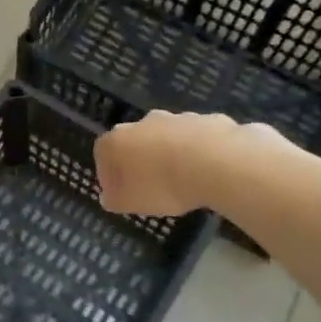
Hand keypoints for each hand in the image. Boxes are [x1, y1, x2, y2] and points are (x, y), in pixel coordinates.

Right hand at [96, 111, 280, 216]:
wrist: (217, 162)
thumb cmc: (163, 184)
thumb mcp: (131, 202)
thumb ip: (115, 200)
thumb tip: (109, 197)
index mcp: (119, 140)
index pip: (103, 153)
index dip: (108, 173)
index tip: (118, 192)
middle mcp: (144, 123)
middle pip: (135, 141)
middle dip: (140, 161)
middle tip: (149, 185)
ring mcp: (177, 118)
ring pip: (167, 137)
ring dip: (169, 155)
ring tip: (181, 181)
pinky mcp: (207, 120)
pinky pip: (196, 138)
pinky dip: (197, 152)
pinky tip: (207, 172)